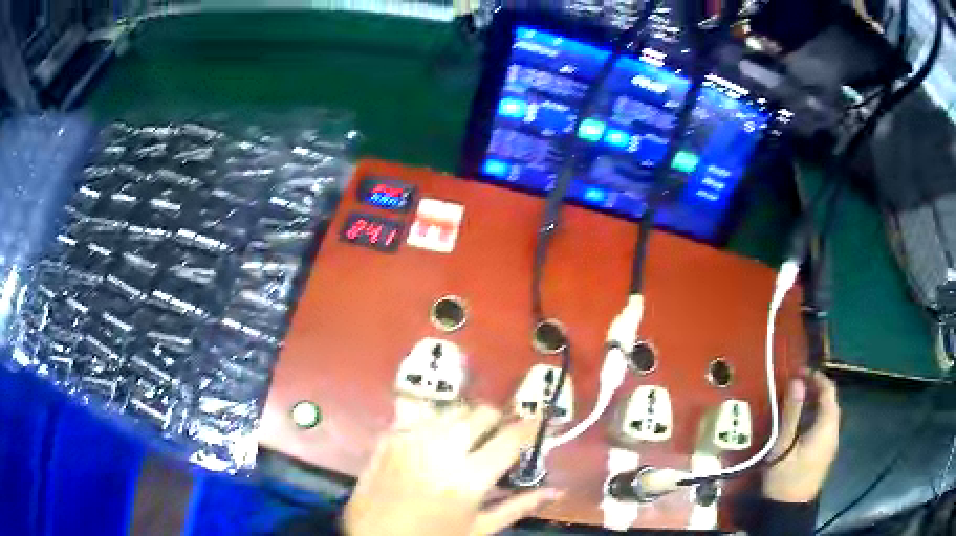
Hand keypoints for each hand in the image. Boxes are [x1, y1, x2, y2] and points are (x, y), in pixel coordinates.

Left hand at [342, 405, 562, 535]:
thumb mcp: (479, 530)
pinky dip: (438, 422)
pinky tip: (437, 442)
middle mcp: (441, 449)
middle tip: (499, 440)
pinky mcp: (390, 435)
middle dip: (498, 422)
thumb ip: (520, 506)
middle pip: (483, 413)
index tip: (540, 424)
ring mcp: (411, 438)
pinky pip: (422, 415)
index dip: (532, 427)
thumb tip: (557, 490)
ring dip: (469, 420)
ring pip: (453, 409)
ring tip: (469, 441)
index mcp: (468, 478)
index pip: (511, 437)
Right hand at [762, 371, 840, 502]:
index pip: (828, 391)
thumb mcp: (783, 445)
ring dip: (814, 403)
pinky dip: (814, 416)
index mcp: (827, 426)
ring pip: (827, 414)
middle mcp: (834, 431)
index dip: (816, 377)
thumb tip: (797, 380)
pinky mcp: (824, 454)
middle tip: (794, 385)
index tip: (799, 371)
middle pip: (829, 402)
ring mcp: (830, 444)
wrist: (787, 511)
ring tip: (795, 400)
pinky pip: (823, 426)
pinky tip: (799, 422)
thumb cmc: (785, 477)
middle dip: (814, 389)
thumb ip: (792, 413)